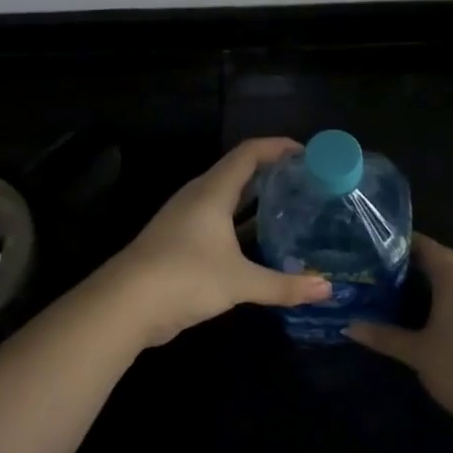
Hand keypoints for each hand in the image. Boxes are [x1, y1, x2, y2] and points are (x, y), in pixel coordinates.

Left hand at [105, 137, 331, 347]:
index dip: (278, 147)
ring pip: (227, 199)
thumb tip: (327, 289)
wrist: (125, 305)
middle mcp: (198, 197)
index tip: (308, 154)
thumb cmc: (185, 277)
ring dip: (256, 201)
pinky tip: (260, 244)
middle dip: (272, 173)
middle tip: (307, 184)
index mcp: (212, 191)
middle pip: (239, 172)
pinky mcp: (179, 242)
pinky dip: (241, 225)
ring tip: (291, 209)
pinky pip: (218, 222)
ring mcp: (186, 219)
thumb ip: (284, 285)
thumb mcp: (240, 282)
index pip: (249, 153)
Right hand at [346, 235, 452, 421]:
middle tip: (383, 272)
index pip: (426, 247)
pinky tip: (434, 319)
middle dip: (416, 265)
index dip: (402, 244)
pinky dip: (451, 301)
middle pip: (444, 262)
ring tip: (403, 294)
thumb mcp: (417, 352)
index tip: (377, 248)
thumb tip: (348, 326)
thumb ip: (384, 336)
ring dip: (435, 284)